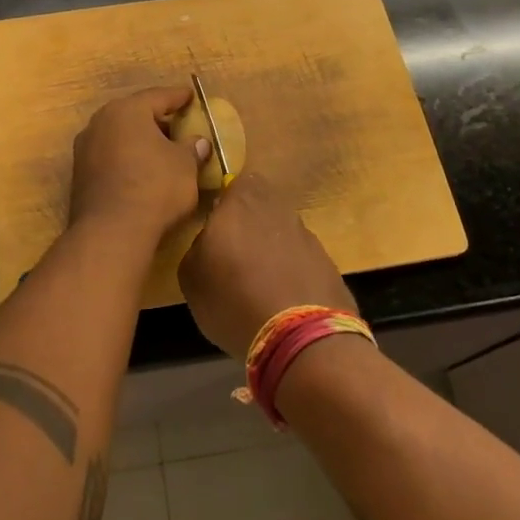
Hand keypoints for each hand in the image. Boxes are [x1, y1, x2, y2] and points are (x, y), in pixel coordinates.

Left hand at [67, 88, 208, 245]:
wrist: (111, 232)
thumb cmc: (155, 187)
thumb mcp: (185, 165)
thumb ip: (192, 148)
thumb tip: (198, 142)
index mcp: (127, 110)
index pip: (158, 96)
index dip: (178, 97)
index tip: (191, 96)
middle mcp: (101, 122)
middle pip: (135, 114)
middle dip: (157, 120)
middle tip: (178, 127)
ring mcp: (85, 148)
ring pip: (119, 136)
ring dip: (139, 141)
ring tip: (161, 152)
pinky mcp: (79, 174)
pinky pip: (109, 156)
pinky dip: (126, 158)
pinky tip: (141, 172)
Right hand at [178, 173, 355, 359]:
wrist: (301, 338)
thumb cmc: (233, 299)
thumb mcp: (192, 277)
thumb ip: (198, 247)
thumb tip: (210, 242)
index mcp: (241, 200)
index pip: (233, 181)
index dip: (225, 201)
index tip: (216, 224)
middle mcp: (277, 207)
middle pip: (260, 205)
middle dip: (249, 223)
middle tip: (234, 253)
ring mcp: (306, 234)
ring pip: (281, 231)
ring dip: (271, 249)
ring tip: (258, 283)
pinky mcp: (327, 262)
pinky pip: (300, 259)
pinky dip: (291, 272)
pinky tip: (282, 300)